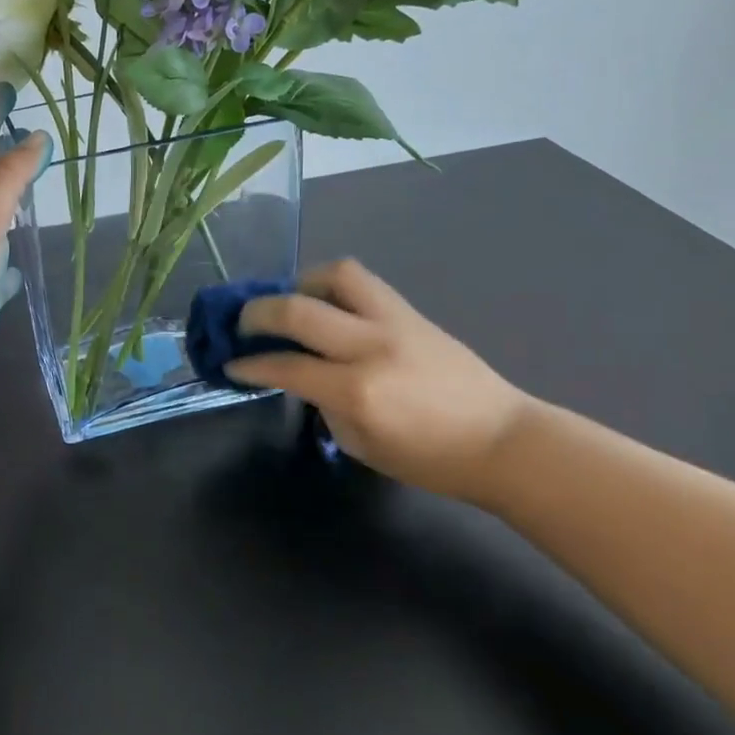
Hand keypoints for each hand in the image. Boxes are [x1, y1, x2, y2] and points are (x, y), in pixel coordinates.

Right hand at [227, 260, 533, 502]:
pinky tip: (326, 303)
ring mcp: (394, 322)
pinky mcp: (410, 311)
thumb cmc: (430, 459)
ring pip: (334, 275)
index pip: (285, 367)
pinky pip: (362, 281)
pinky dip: (332, 284)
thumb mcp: (360, 444)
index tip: (231, 363)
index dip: (250, 364)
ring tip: (291, 301)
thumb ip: (324, 404)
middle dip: (257, 313)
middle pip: (297, 309)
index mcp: (356, 391)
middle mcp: (370, 347)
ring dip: (300, 283)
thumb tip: (300, 374)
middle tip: (243, 323)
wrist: (503, 441)